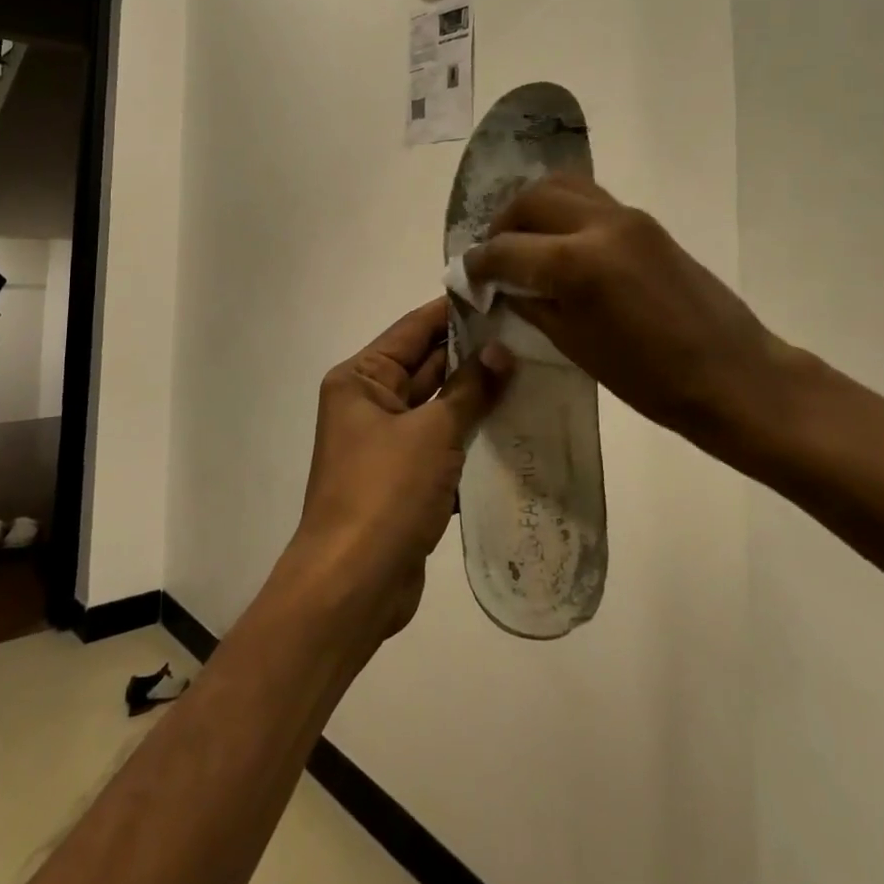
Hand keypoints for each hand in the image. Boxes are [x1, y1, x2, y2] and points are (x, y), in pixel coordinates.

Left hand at [295, 299, 512, 642]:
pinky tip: (514, 425)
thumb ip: (469, 389)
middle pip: (426, 365)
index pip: (413, 329)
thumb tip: (500, 351)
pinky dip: (470, 435)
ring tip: (530, 372)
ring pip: (438, 405)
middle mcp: (369, 404)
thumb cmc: (385, 493)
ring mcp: (386, 443)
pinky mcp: (403, 478)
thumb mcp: (432, 433)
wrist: (352, 588)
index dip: (454, 311)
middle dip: (472, 353)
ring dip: (476, 395)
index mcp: (361, 379)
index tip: (499, 295)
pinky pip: (441, 443)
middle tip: (527, 334)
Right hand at [464, 175, 807, 470]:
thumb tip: (503, 284)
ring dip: (531, 208)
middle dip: (502, 225)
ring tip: (523, 241)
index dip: (478, 264)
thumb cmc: (651, 380)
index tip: (467, 275)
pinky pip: (589, 198)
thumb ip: (533, 304)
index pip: (505, 249)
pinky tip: (559, 241)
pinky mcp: (645, 220)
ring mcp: (626, 216)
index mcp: (576, 264)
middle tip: (494, 256)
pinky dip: (562, 209)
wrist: (733, 374)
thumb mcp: (576, 347)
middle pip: (529, 201)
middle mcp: (598, 225)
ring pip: (561, 186)